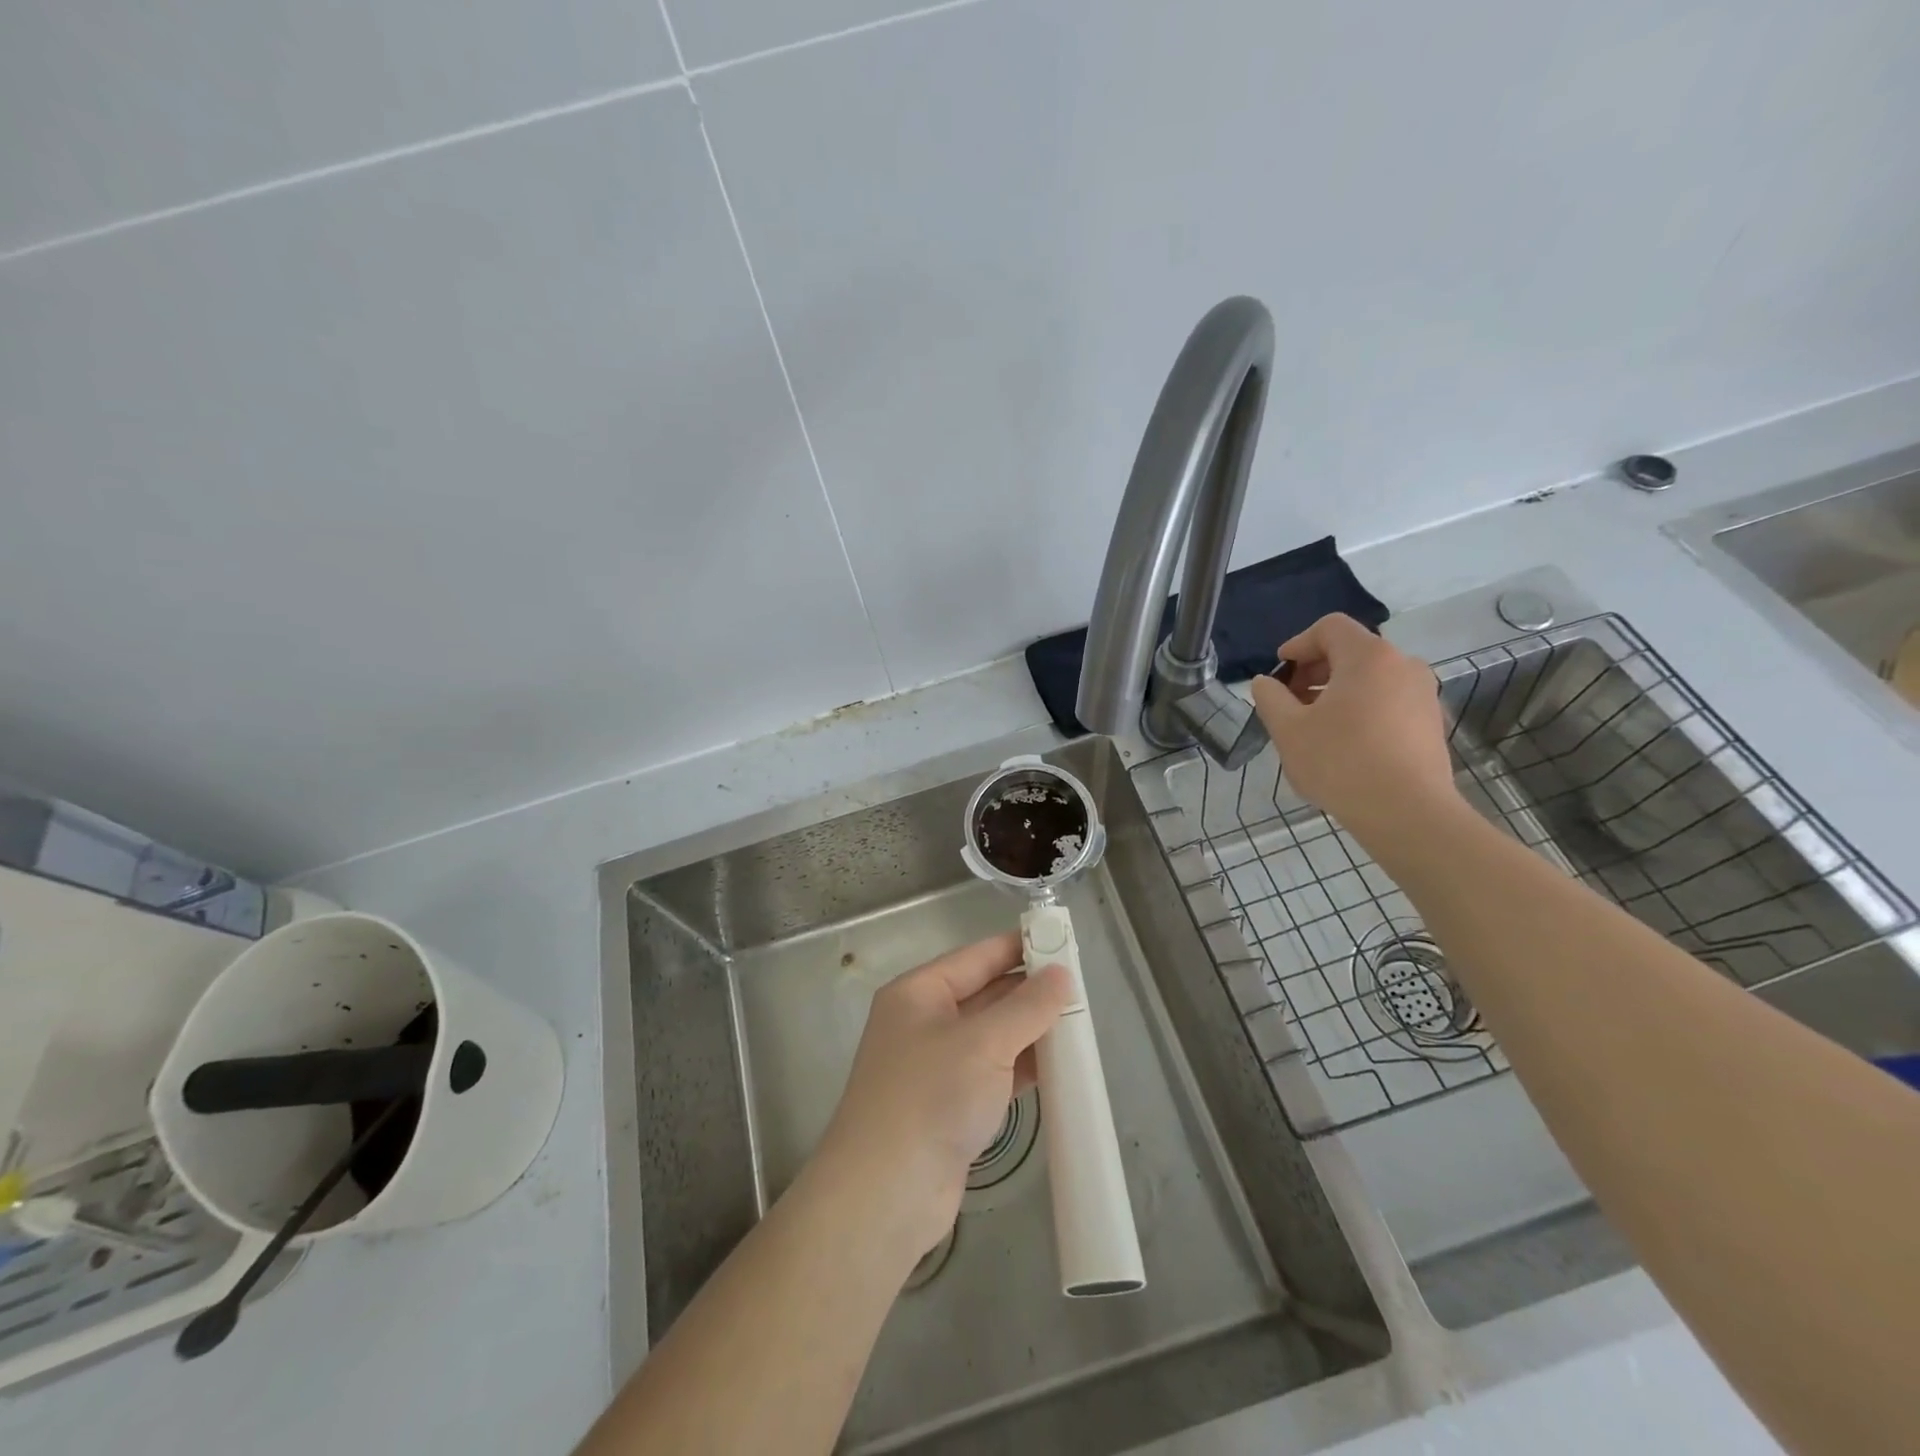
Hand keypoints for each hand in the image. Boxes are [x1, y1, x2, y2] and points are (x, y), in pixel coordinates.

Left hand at [811, 934, 1069, 1267]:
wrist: (886, 1194)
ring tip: (1079, 1024)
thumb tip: (1060, 976)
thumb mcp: (984, 1043)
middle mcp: (924, 1022)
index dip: (1018, 947)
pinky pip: (993, 1072)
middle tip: (1081, 988)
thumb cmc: (930, 1097)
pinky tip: (1059, 1067)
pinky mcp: (950, 1105)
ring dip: (1030, 1031)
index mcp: (919, 992)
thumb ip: (1027, 1007)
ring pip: (992, 1036)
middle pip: (985, 994)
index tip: (1062, 942)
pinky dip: (1023, 1067)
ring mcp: (936, 1066)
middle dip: (1030, 992)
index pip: (976, 956)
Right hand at [1249, 612, 1458, 837]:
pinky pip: (1389, 701)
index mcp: (1368, 657)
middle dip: (1315, 669)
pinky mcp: (1430, 723)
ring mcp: (1423, 694)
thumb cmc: (1340, 762)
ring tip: (1314, 725)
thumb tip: (1265, 682)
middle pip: (1352, 651)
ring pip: (1371, 678)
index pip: (1330, 628)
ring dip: (1337, 691)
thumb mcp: (1288, 729)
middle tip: (1290, 700)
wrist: (1407, 813)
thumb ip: (1270, 698)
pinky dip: (1362, 709)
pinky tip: (1344, 743)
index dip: (1298, 643)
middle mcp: (1402, 665)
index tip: (1279, 671)